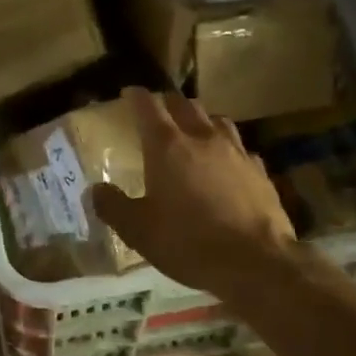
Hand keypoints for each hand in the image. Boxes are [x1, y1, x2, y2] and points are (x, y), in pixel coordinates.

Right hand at [90, 87, 295, 296]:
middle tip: (159, 110)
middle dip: (169, 102)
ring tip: (194, 130)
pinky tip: (228, 162)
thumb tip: (95, 190)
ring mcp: (236, 151)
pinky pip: (240, 147)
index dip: (137, 96)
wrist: (257, 262)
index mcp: (167, 146)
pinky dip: (228, 148)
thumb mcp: (139, 231)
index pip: (148, 106)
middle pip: (184, 104)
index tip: (129, 93)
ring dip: (201, 119)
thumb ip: (113, 206)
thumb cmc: (189, 242)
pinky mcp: (260, 170)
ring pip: (216, 119)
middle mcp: (202, 137)